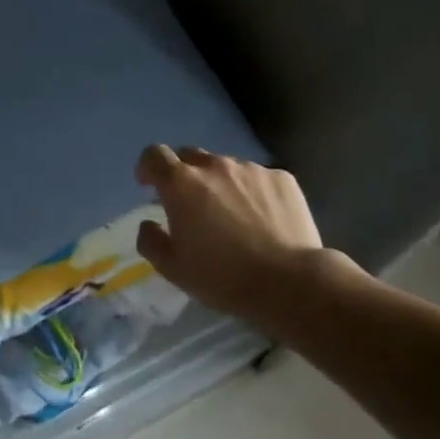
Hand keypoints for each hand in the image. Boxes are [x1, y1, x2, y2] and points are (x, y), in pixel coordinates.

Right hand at [134, 145, 338, 318]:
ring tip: (233, 215)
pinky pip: (258, 178)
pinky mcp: (282, 178)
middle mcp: (214, 166)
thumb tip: (149, 223)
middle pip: (190, 156)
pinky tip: (263, 219)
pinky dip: (253, 192)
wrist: (291, 283)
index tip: (150, 186)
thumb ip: (150, 240)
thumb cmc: (223, 276)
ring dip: (220, 184)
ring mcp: (251, 169)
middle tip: (191, 204)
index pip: (154, 155)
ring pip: (226, 167)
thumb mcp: (173, 269)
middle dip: (184, 175)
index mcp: (181, 184)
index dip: (148, 167)